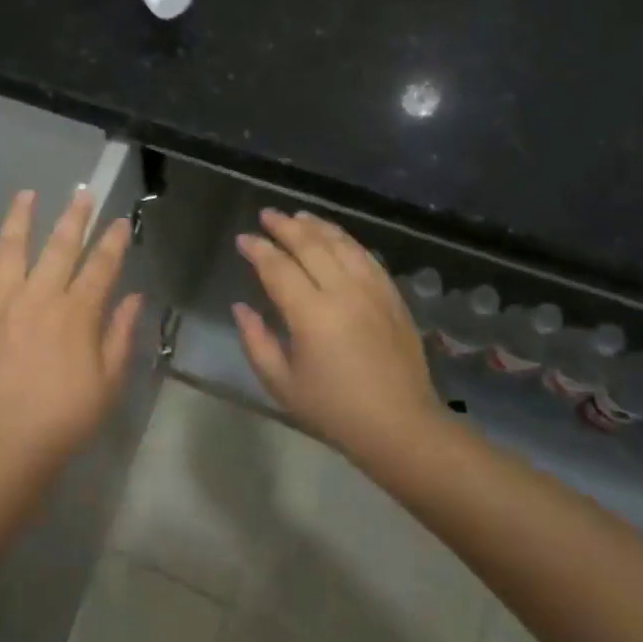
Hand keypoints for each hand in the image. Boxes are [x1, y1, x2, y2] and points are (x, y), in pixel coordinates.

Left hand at [0, 188, 143, 468]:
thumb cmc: (64, 418)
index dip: (113, 242)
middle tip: (83, 192)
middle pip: (59, 247)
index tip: (121, 221)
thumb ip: (120, 336)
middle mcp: (38, 298)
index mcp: (75, 314)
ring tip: (26, 194)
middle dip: (74, 217)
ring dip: (19, 219)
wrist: (3, 446)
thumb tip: (134, 298)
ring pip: (9, 250)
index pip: (101, 267)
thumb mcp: (108, 383)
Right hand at [233, 209, 444, 464]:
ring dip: (317, 226)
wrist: (401, 426)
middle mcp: (343, 292)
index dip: (257, 249)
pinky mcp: (393, 296)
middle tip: (267, 214)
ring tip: (298, 216)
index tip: (243, 239)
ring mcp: (372, 290)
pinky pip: (366, 257)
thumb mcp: (282, 384)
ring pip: (341, 244)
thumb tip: (241, 307)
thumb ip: (256, 341)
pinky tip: (336, 238)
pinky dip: (346, 241)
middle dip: (285, 226)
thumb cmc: (335, 410)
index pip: (278, 268)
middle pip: (310, 245)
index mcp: (311, 314)